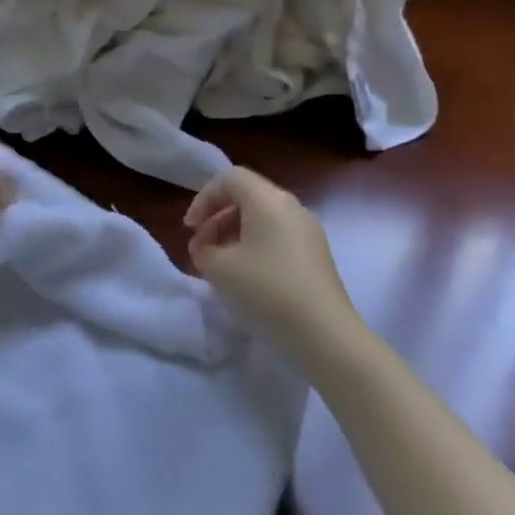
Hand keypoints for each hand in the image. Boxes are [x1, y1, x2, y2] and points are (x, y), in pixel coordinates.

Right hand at [184, 168, 361, 343]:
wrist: (324, 335)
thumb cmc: (266, 291)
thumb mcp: (218, 268)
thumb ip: (203, 249)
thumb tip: (208, 248)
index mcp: (268, 200)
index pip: (230, 179)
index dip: (203, 198)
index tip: (190, 228)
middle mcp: (292, 207)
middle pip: (247, 197)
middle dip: (217, 218)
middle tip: (201, 248)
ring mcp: (309, 232)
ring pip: (263, 218)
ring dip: (234, 234)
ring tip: (220, 265)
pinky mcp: (317, 256)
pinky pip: (278, 237)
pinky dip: (255, 247)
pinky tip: (247, 277)